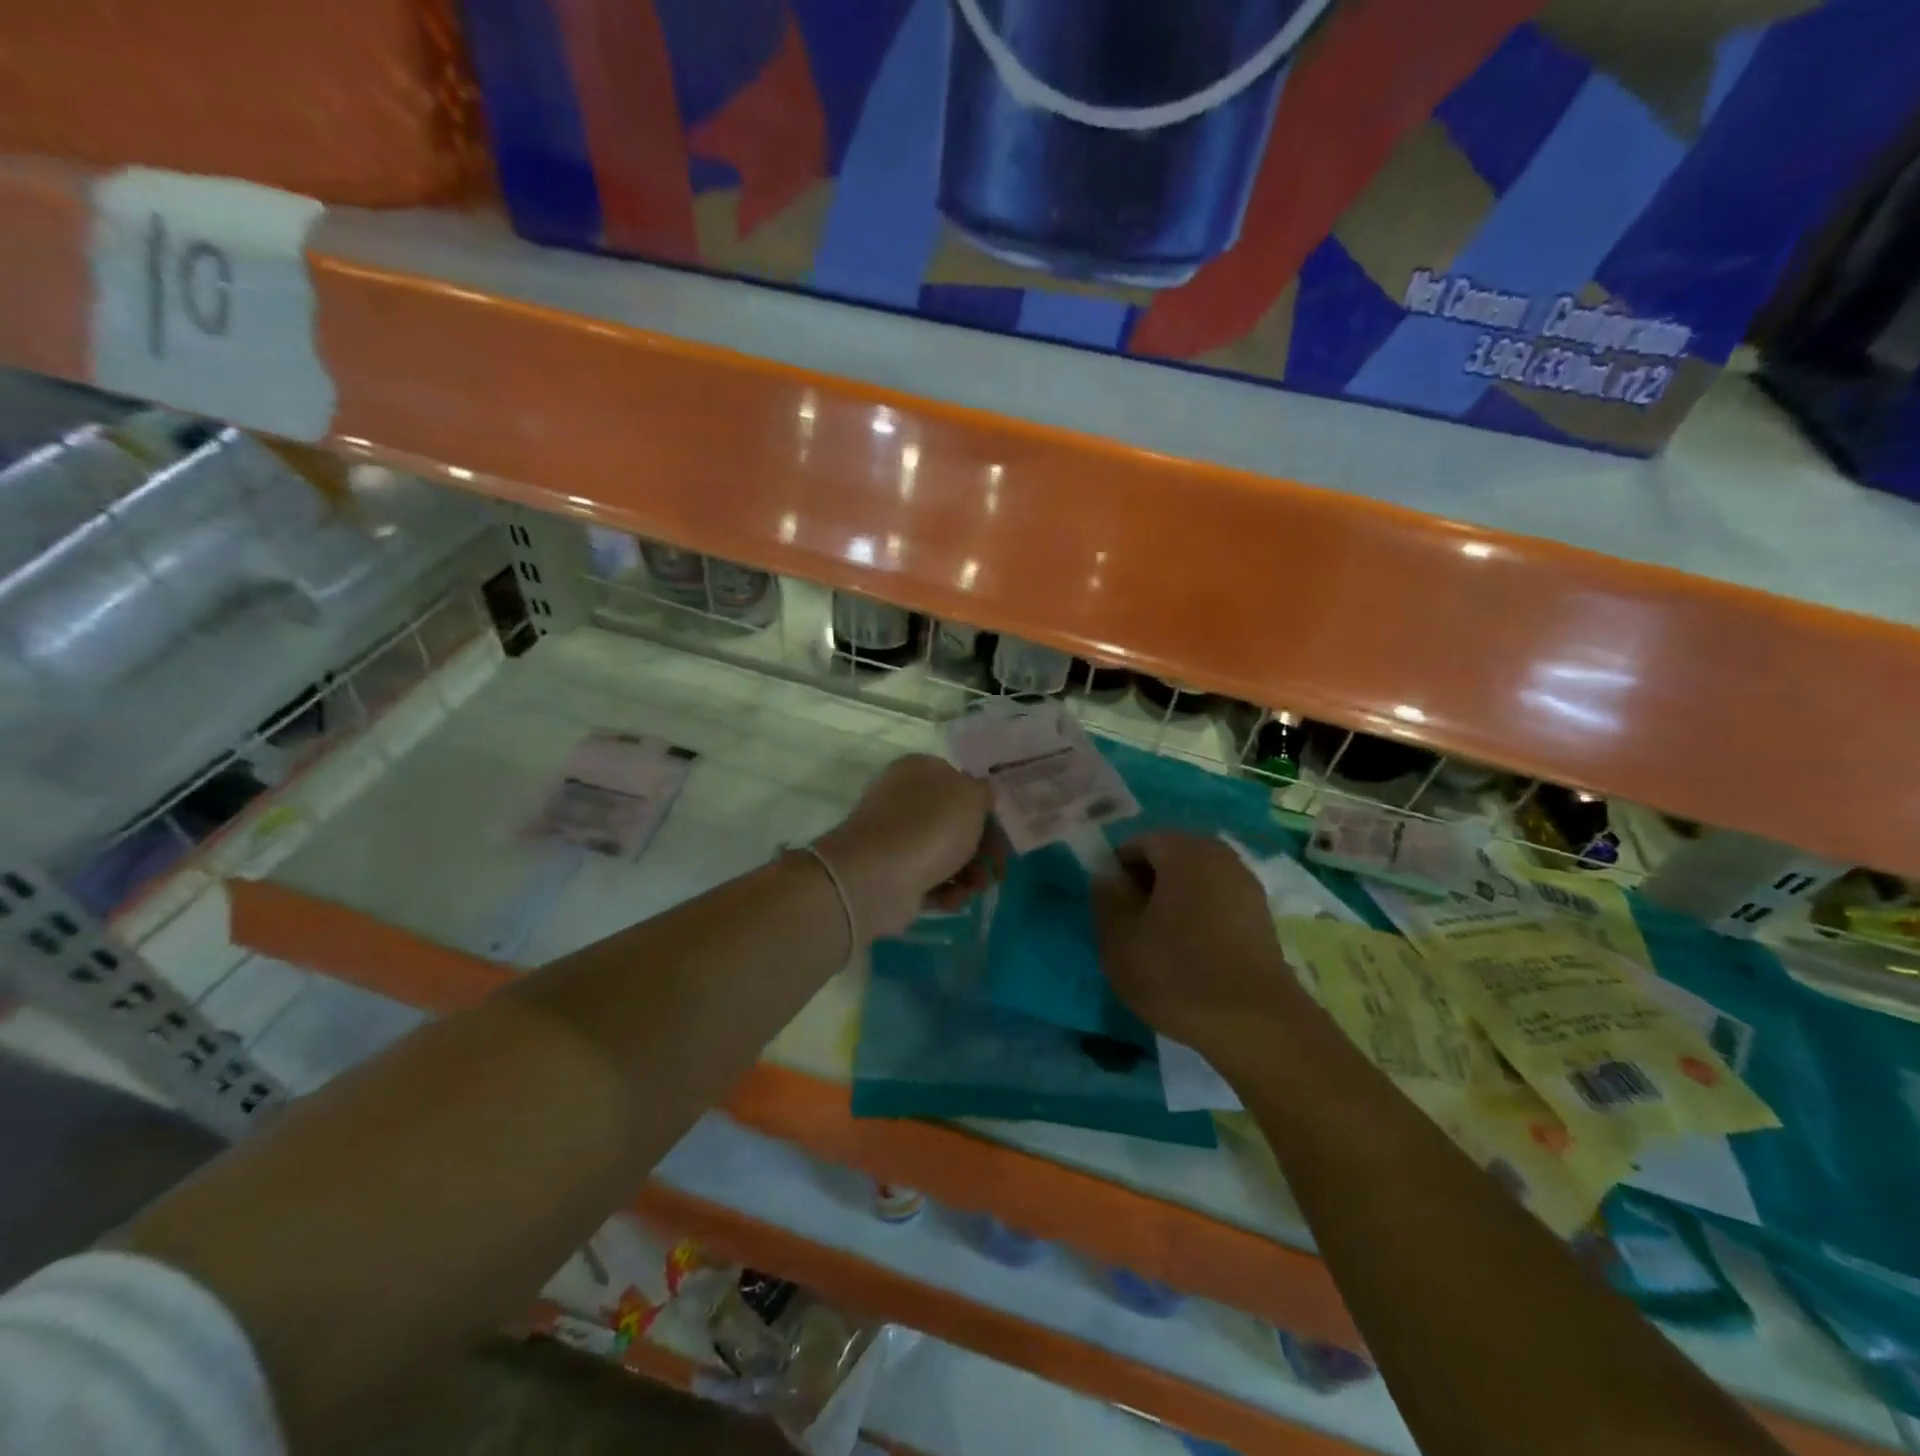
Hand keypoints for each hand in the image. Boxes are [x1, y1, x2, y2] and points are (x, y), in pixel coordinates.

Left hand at [815, 755, 1003, 938]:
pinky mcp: (894, 874)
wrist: (877, 877)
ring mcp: (897, 838)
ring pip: (946, 854)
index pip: (959, 782)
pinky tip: (951, 898)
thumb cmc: (930, 826)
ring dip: (970, 873)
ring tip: (976, 887)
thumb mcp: (971, 796)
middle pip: (956, 822)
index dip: (984, 806)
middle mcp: (904, 800)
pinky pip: (930, 880)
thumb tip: (982, 795)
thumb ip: (984, 792)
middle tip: (998, 868)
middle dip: (983, 847)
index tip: (1004, 829)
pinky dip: (946, 891)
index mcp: (919, 770)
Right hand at [1092, 832, 1307, 1066]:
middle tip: (1130, 925)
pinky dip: (1199, 917)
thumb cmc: (1178, 973)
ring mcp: (1247, 885)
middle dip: (1146, 884)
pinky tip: (1190, 954)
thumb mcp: (1120, 940)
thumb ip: (1107, 900)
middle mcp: (1220, 856)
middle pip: (1171, 857)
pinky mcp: (1262, 917)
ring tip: (1158, 943)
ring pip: (1195, 881)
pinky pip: (1218, 902)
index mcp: (1184, 851)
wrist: (1257, 1024)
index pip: (1139, 842)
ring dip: (1173, 902)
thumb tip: (1107, 877)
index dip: (1117, 871)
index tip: (1109, 907)